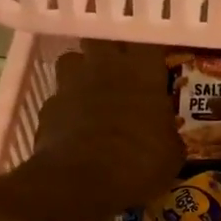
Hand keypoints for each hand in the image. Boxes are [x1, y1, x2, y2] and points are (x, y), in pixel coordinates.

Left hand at [32, 40, 181, 211]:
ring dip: (81, 72)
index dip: (150, 51)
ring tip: (91, 93)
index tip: (155, 63)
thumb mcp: (171, 155)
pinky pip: (58, 98)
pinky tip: (73, 128)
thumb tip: (166, 135)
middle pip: (102, 38)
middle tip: (119, 70)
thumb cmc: (139, 163)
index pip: (149, 42)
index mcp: (142, 72)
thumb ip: (168, 134)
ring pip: (72, 60)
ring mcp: (71, 85)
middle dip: (109, 50)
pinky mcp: (48, 107)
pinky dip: (65, 108)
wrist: (81, 182)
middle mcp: (104, 68)